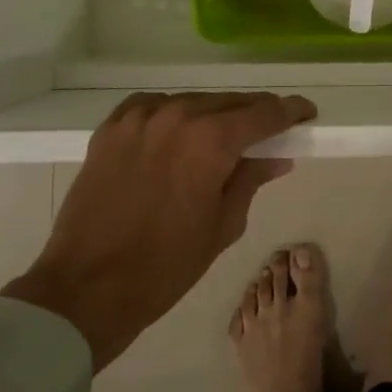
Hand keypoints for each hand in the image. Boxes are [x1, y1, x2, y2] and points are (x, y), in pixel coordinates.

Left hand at [1, 91, 315, 369]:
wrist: (86, 288)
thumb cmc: (165, 265)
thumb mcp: (223, 226)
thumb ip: (251, 180)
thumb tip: (277, 158)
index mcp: (211, 140)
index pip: (264, 113)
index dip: (290, 111)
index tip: (306, 114)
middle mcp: (178, 115)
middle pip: (230, 102)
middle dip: (255, 114)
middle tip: (270, 130)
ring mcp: (140, 118)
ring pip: (193, 102)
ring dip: (213, 115)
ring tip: (222, 137)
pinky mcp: (112, 128)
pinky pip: (154, 107)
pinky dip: (173, 115)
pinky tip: (177, 133)